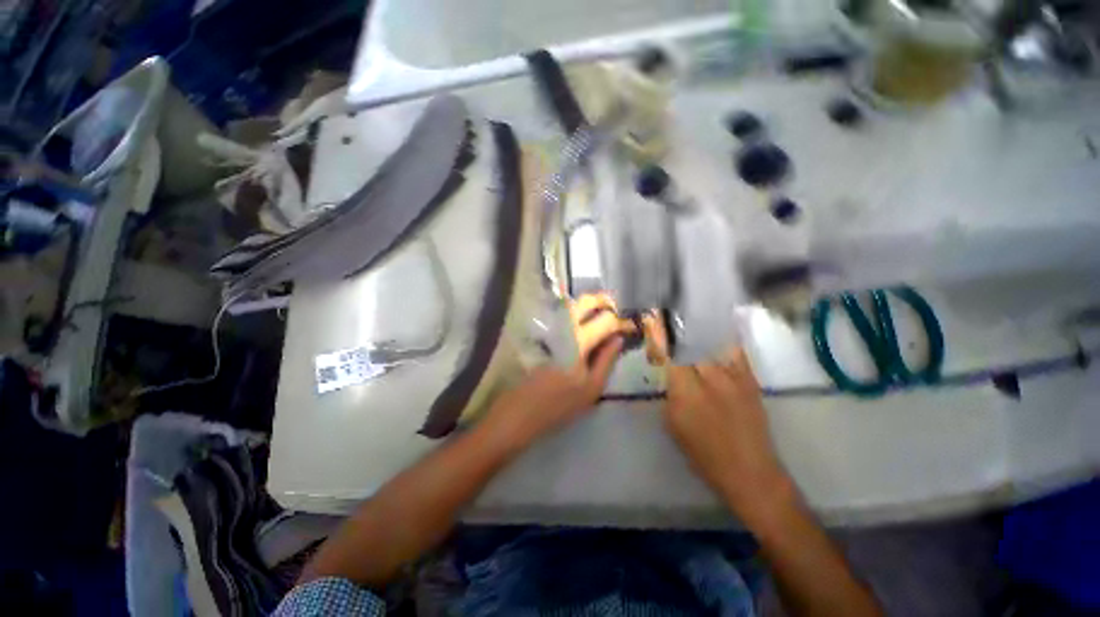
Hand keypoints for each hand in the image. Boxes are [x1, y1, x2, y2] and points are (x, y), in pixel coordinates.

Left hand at [481, 294, 632, 450]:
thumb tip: (618, 338)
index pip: (607, 320)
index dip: (621, 322)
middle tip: (614, 312)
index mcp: (580, 342)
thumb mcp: (592, 388)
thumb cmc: (560, 404)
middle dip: (604, 302)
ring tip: (599, 315)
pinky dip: (574, 311)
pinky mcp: (539, 331)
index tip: (629, 327)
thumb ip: (607, 360)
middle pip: (587, 301)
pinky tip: (580, 322)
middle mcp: (564, 328)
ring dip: (589, 304)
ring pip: (572, 303)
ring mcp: (549, 327)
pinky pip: (560, 312)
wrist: (522, 410)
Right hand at [664, 348, 793, 520]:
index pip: (671, 357)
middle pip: (691, 347)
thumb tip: (669, 375)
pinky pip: (736, 353)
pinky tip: (716, 339)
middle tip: (672, 343)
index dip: (662, 347)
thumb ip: (670, 395)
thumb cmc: (704, 454)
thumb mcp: (674, 425)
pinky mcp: (750, 381)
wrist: (749, 471)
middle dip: (679, 343)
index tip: (657, 342)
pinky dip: (723, 344)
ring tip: (690, 336)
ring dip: (698, 341)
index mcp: (686, 392)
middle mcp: (709, 379)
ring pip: (712, 346)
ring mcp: (733, 378)